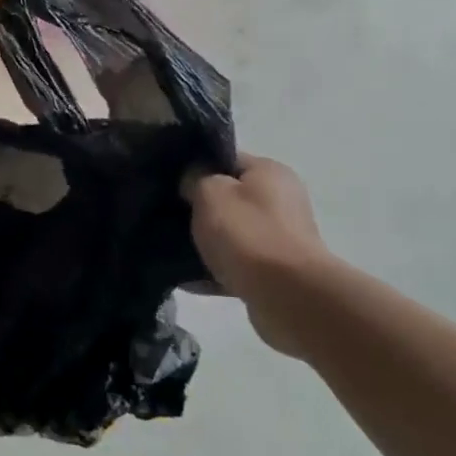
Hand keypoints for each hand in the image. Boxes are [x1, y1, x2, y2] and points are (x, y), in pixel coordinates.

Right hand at [186, 155, 330, 357]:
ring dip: (206, 242)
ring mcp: (280, 239)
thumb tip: (192, 180)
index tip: (170, 182)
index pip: (226, 160)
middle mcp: (281, 201)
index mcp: (270, 173)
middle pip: (228, 198)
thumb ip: (195, 178)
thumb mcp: (210, 192)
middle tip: (167, 216)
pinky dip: (215, 271)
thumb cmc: (248, 233)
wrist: (288, 296)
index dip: (195, 168)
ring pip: (231, 234)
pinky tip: (188, 280)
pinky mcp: (275, 273)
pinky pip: (236, 265)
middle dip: (198, 209)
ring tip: (172, 251)